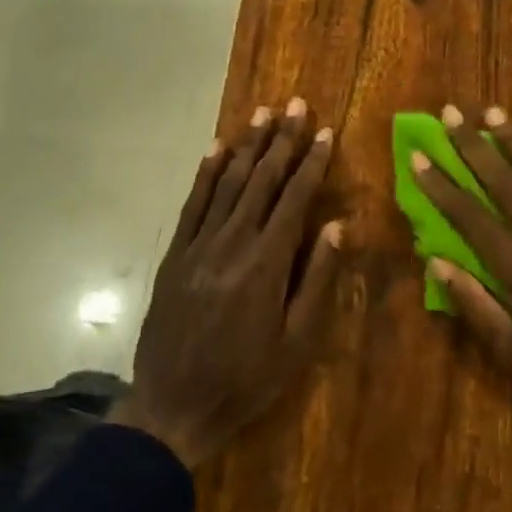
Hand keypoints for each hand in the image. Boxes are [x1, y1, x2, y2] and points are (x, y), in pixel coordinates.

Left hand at [110, 99, 342, 468]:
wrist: (174, 407)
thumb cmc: (247, 379)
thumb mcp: (297, 341)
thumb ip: (317, 278)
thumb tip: (337, 225)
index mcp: (266, 263)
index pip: (294, 199)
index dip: (311, 163)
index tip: (325, 132)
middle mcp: (231, 243)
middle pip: (261, 180)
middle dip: (282, 140)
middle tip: (296, 104)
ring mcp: (198, 246)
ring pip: (227, 184)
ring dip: (247, 146)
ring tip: (263, 113)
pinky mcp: (175, 255)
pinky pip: (192, 204)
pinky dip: (206, 173)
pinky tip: (216, 148)